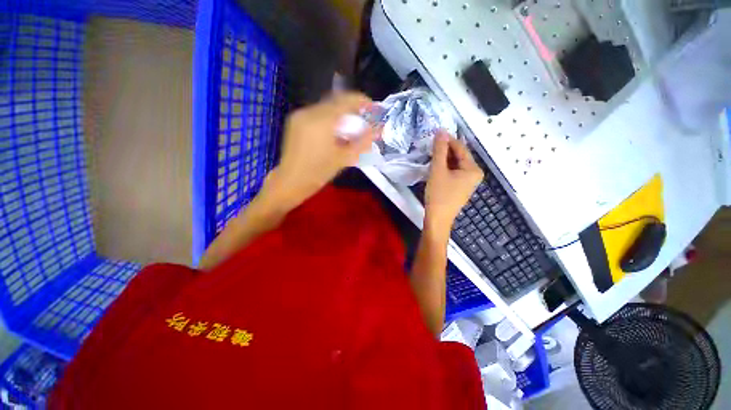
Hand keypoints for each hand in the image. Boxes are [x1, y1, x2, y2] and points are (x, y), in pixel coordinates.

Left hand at [264, 92, 376, 210]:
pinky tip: (333, 132)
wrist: (290, 181)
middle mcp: (309, 112)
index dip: (361, 100)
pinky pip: (316, 113)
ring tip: (348, 129)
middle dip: (351, 109)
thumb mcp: (343, 158)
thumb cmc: (318, 172)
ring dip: (340, 114)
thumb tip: (375, 130)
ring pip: (326, 107)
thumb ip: (361, 142)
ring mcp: (300, 115)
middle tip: (361, 121)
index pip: (345, 100)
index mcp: (322, 121)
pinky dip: (329, 118)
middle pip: (335, 102)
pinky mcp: (295, 121)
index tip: (372, 106)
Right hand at [424, 131, 483, 234]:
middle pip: (459, 156)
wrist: (437, 219)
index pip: (461, 148)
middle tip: (430, 145)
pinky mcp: (460, 187)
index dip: (447, 140)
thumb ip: (439, 150)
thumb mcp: (438, 170)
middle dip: (445, 150)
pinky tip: (435, 166)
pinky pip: (453, 172)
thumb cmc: (439, 194)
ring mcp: (468, 182)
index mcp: (474, 169)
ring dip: (443, 159)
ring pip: (455, 165)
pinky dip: (444, 168)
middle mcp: (474, 174)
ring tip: (430, 154)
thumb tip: (441, 131)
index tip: (435, 133)